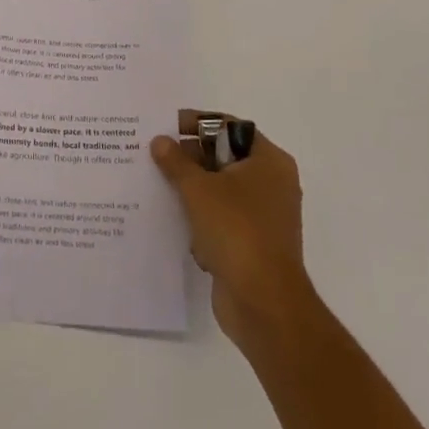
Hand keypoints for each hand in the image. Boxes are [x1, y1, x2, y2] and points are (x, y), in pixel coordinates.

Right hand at [151, 122, 315, 348]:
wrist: (263, 303)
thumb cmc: (237, 231)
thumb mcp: (198, 189)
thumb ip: (176, 161)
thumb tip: (160, 141)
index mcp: (269, 161)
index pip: (230, 128)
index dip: (198, 124)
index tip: (167, 127)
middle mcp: (272, 184)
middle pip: (225, 158)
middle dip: (191, 159)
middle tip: (155, 156)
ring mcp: (265, 217)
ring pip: (221, 191)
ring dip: (193, 190)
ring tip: (157, 186)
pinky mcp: (253, 245)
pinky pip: (222, 220)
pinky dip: (201, 219)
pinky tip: (174, 222)